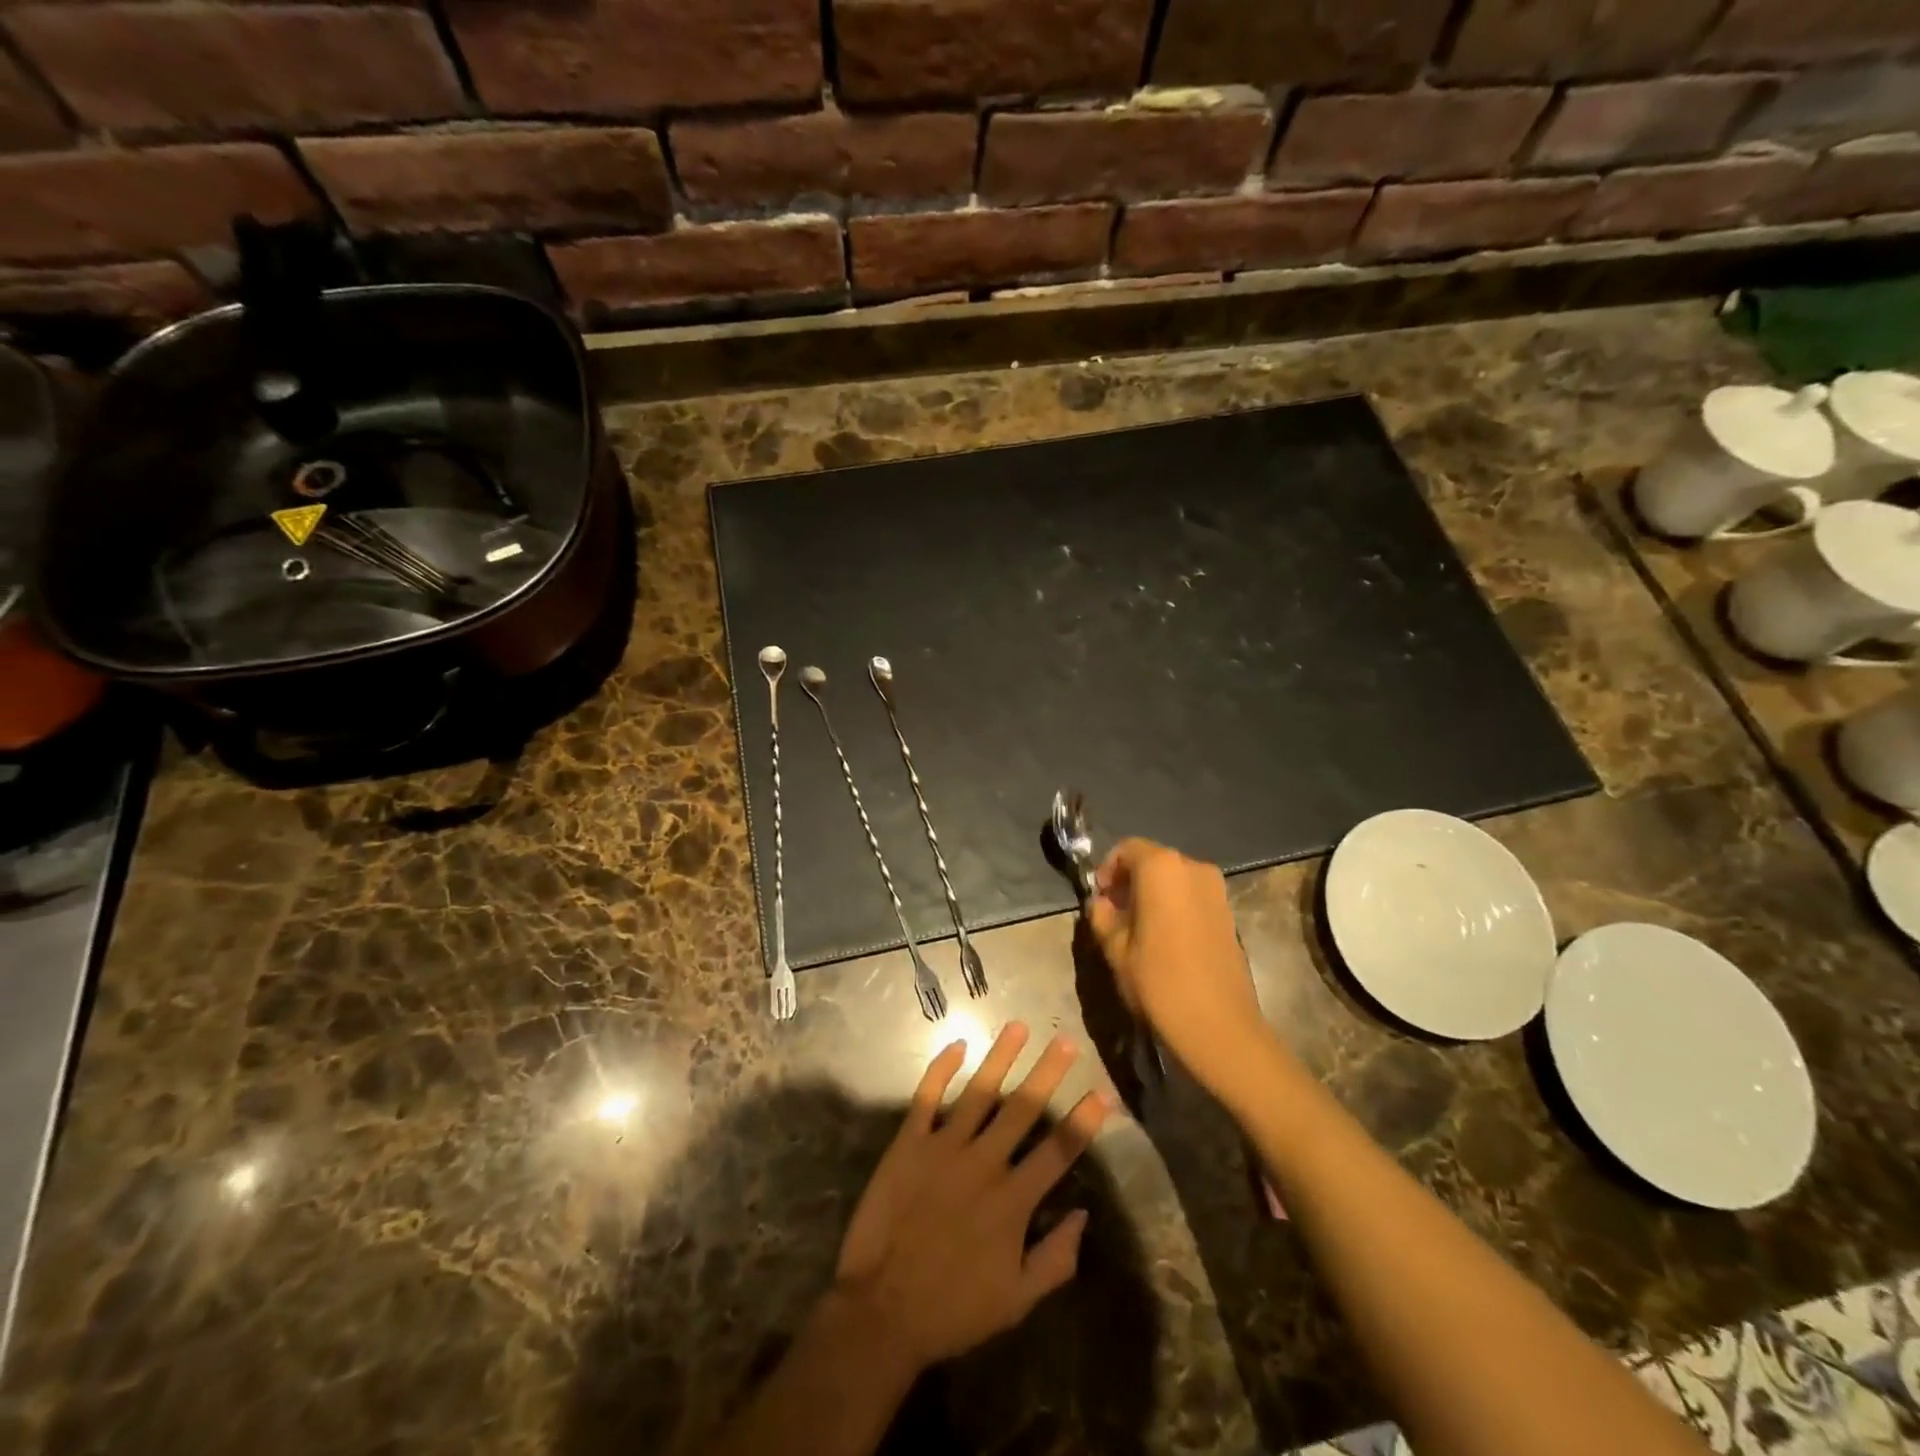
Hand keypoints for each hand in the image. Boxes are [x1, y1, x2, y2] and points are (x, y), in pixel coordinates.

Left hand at [833, 1022, 1115, 1374]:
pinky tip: (957, 1045)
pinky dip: (941, 1069)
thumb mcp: (1016, 1301)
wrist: (882, 1310)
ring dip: (1001, 1057)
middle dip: (1048, 1072)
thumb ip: (1055, 1259)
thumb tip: (1083, 1214)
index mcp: (1012, 1201)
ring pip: (979, 1092)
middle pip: (1023, 1109)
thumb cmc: (953, 1309)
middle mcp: (983, 1164)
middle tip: (1067, 1040)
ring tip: (1019, 1026)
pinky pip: (926, 1097)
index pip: (1058, 1150)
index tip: (1104, 1091)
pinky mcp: (908, 1144)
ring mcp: (943, 1148)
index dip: (1084, 1120)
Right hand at [1085, 837, 1275, 1095]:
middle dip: (1130, 881)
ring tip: (1138, 929)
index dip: (1107, 869)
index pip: (1127, 849)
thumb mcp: (1115, 949)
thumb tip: (1102, 904)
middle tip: (1114, 914)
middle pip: (1153, 861)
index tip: (1099, 898)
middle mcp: (1193, 868)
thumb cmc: (1159, 982)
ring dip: (1152, 894)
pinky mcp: (1229, 913)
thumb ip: (1102, 917)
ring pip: (1174, 879)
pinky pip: (1192, 896)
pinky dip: (1174, 906)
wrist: (1219, 1027)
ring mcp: (1216, 890)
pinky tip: (1164, 940)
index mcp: (1162, 868)